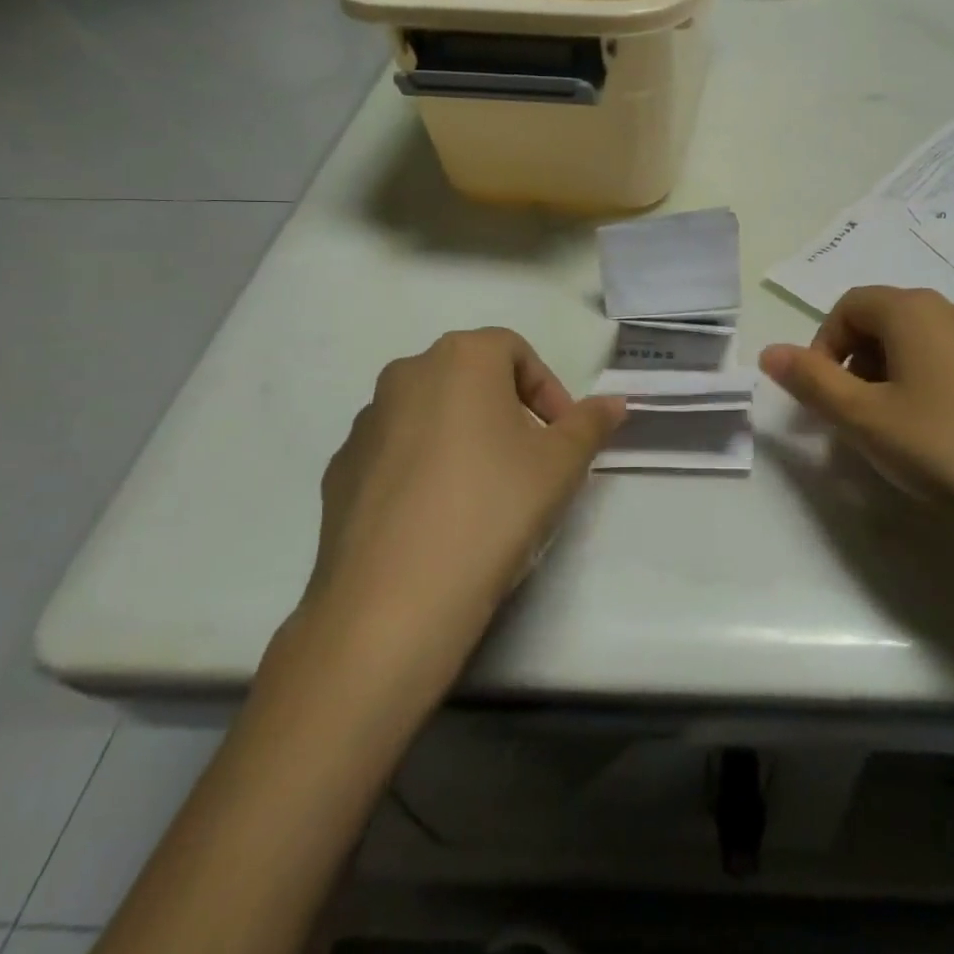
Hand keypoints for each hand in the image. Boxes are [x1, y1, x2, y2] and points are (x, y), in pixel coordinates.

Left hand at [305, 329, 624, 643]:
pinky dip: (422, 469)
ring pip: (430, 414)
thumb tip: (615, 403)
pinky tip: (438, 519)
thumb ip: (590, 423)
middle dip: (507, 411)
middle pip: (470, 378)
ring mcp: (365, 423)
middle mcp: (405, 374)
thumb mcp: (561, 464)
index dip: (548, 390)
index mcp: (461, 358)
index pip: (515, 351)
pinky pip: (395, 454)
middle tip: (530, 461)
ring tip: (484, 494)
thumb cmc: (493, 508)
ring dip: (463, 438)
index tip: (563, 436)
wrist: (394, 602)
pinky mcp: (338, 471)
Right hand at [760, 287, 953, 545]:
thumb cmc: (945, 446)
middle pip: (879, 321)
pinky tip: (933, 433)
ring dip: (884, 376)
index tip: (824, 397)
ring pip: (912, 343)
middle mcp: (948, 310)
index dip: (823, 347)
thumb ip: (812, 382)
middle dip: (852, 364)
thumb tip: (769, 352)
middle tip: (853, 418)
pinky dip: (920, 384)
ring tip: (890, 430)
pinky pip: (944, 360)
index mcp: (911, 310)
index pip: (847, 307)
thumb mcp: (865, 419)